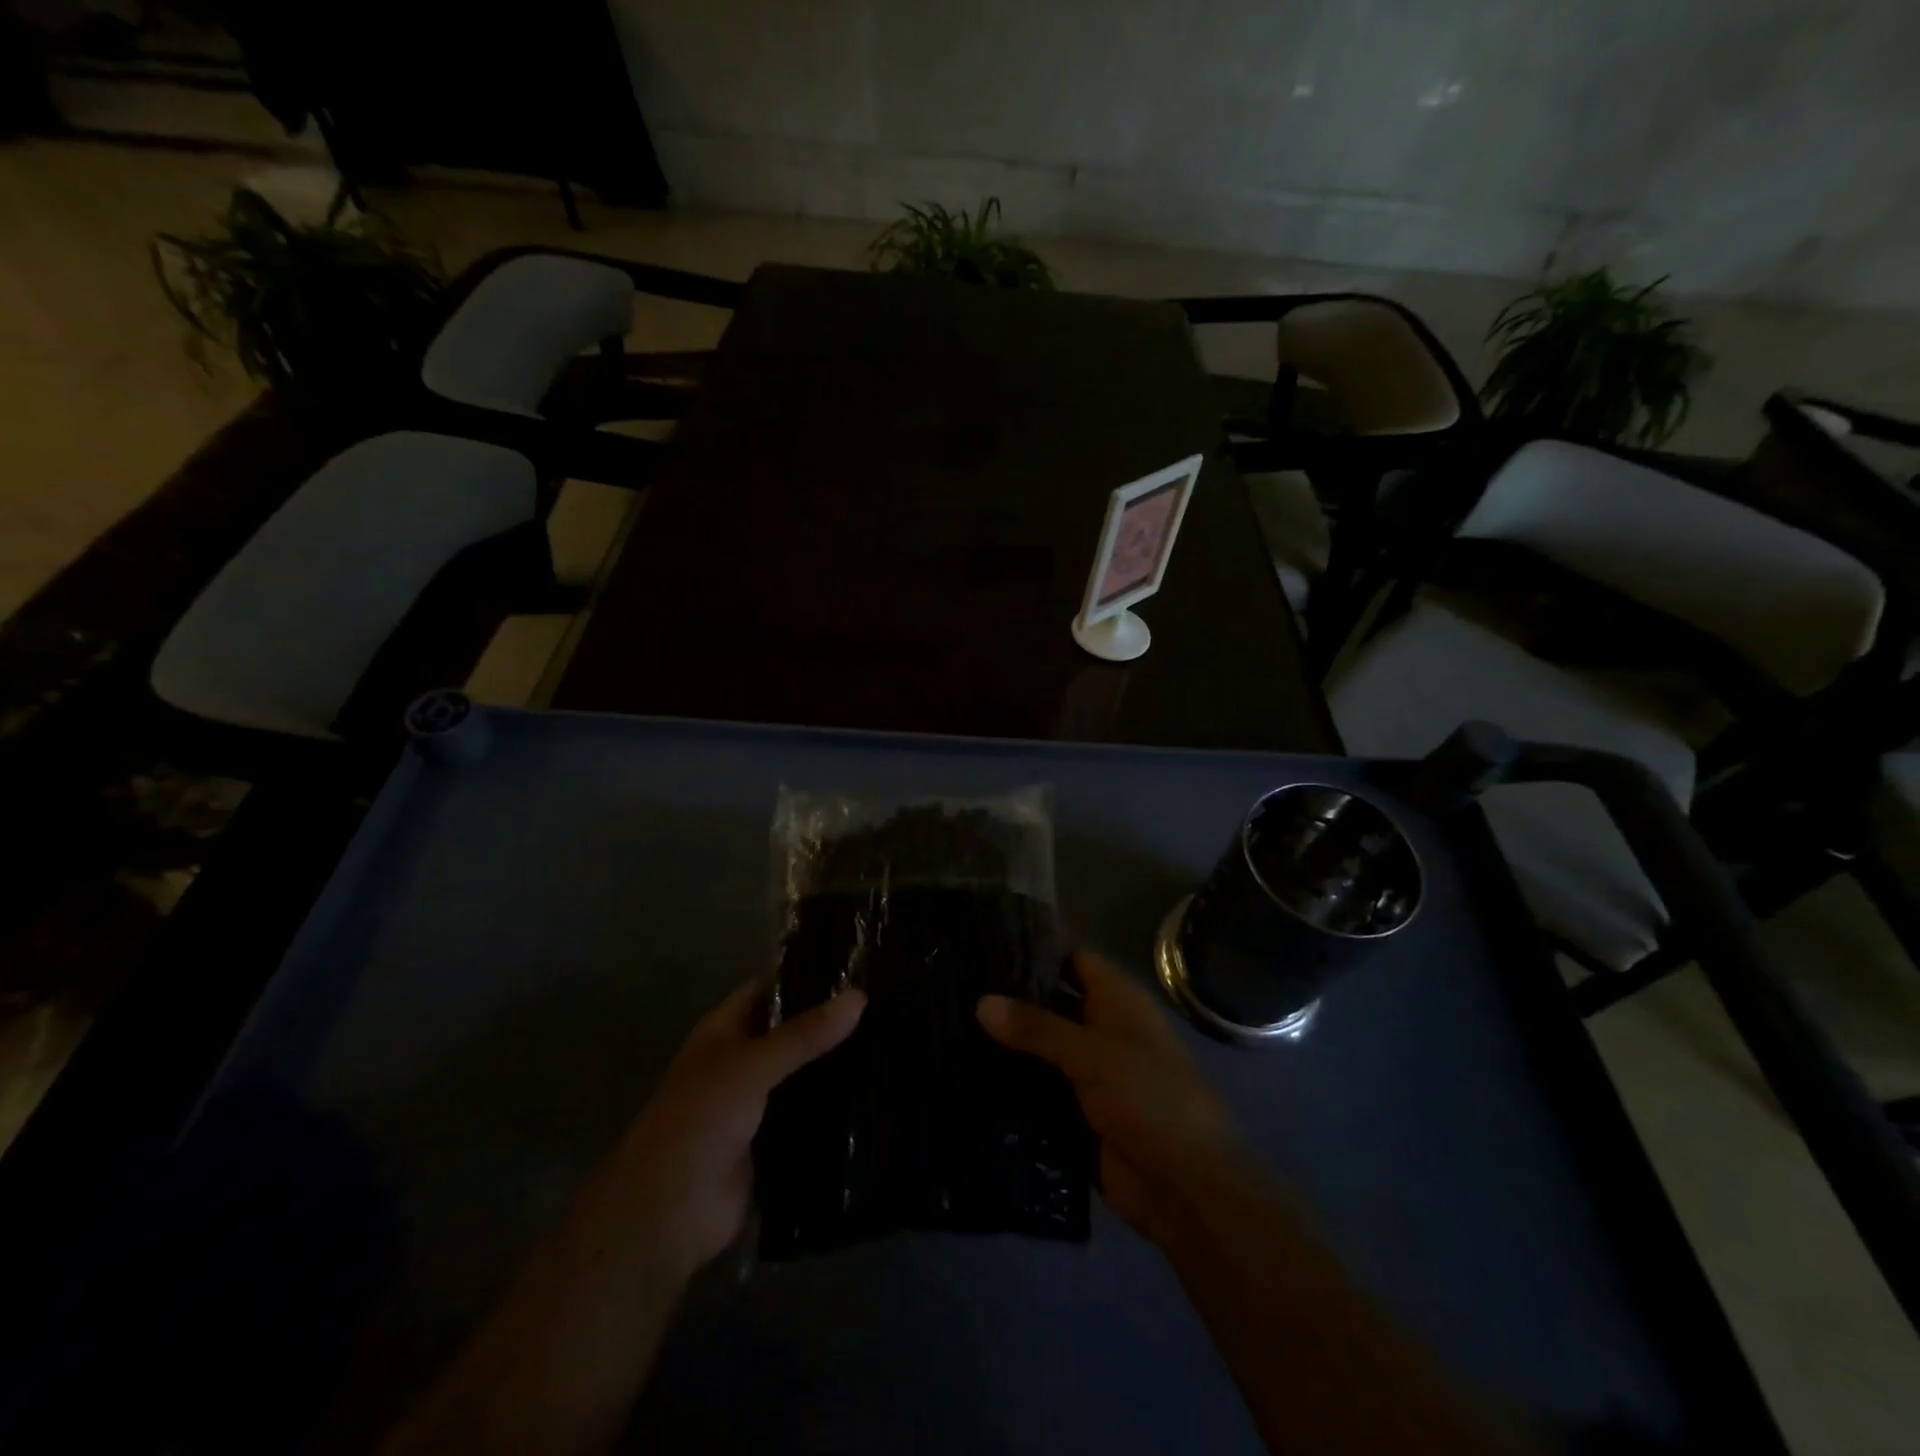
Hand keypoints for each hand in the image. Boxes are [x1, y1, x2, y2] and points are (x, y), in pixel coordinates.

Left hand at [592, 976, 865, 1281]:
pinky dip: (835, 1106)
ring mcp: (757, 1103)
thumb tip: (859, 996)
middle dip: (830, 1021)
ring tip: (891, 1040)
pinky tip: (876, 1093)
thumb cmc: (700, 1120)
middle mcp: (741, 1060)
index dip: (807, 973)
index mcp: (725, 1030)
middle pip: (792, 1031)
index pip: (771, 988)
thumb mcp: (752, 1066)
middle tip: (886, 1002)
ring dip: (836, 1064)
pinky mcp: (773, 1141)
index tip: (858, 963)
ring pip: (804, 1073)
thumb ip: (804, 1034)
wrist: (669, 1213)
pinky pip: (809, 1114)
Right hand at [977, 950, 1251, 1246]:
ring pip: (1042, 1051)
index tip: (988, 947)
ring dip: (1007, 1048)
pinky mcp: (1078, 1115)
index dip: (1036, 951)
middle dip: (1012, 1002)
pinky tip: (968, 1078)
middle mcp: (1103, 1030)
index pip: (1073, 959)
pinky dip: (1012, 1088)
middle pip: (1052, 1005)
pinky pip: (1039, 1093)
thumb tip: (981, 1001)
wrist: (1186, 1187)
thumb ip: (1036, 1027)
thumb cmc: (1149, 1099)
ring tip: (950, 1029)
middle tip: (958, 989)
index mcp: (1118, 1002)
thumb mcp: (1092, 1054)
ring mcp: (1091, 1074)